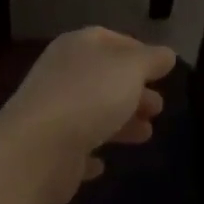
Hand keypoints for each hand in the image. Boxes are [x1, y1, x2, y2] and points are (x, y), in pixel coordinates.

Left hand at [0, 27, 175, 203]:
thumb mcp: (131, 69)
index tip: (160, 69)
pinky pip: (75, 147)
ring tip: (147, 134)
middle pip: (104, 78)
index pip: (110, 39)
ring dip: (121, 121)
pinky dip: (91, 152)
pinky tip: (104, 164)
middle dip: (134, 90)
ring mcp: (52, 112)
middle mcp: (62, 74)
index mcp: (78, 46)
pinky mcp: (48, 151)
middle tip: (158, 107)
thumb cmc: (89, 97)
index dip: (137, 51)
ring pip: (93, 112)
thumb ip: (151, 59)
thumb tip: (166, 54)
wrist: (37, 151)